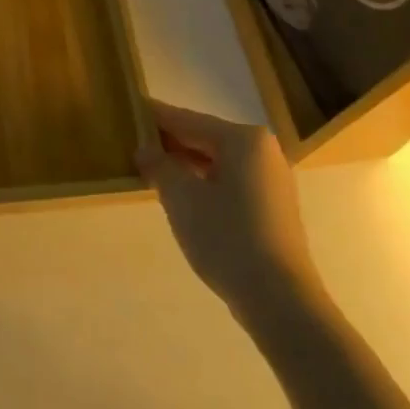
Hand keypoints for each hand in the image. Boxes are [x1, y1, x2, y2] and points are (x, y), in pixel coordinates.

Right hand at [137, 100, 318, 319]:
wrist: (279, 299)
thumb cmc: (226, 237)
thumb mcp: (181, 198)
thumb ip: (159, 165)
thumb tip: (145, 149)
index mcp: (243, 139)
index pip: (188, 120)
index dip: (156, 117)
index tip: (130, 109)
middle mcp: (262, 150)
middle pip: (205, 138)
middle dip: (170, 142)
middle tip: (134, 143)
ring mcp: (271, 179)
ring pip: (218, 161)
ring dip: (185, 165)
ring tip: (152, 170)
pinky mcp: (273, 206)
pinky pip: (230, 181)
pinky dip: (205, 182)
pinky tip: (182, 195)